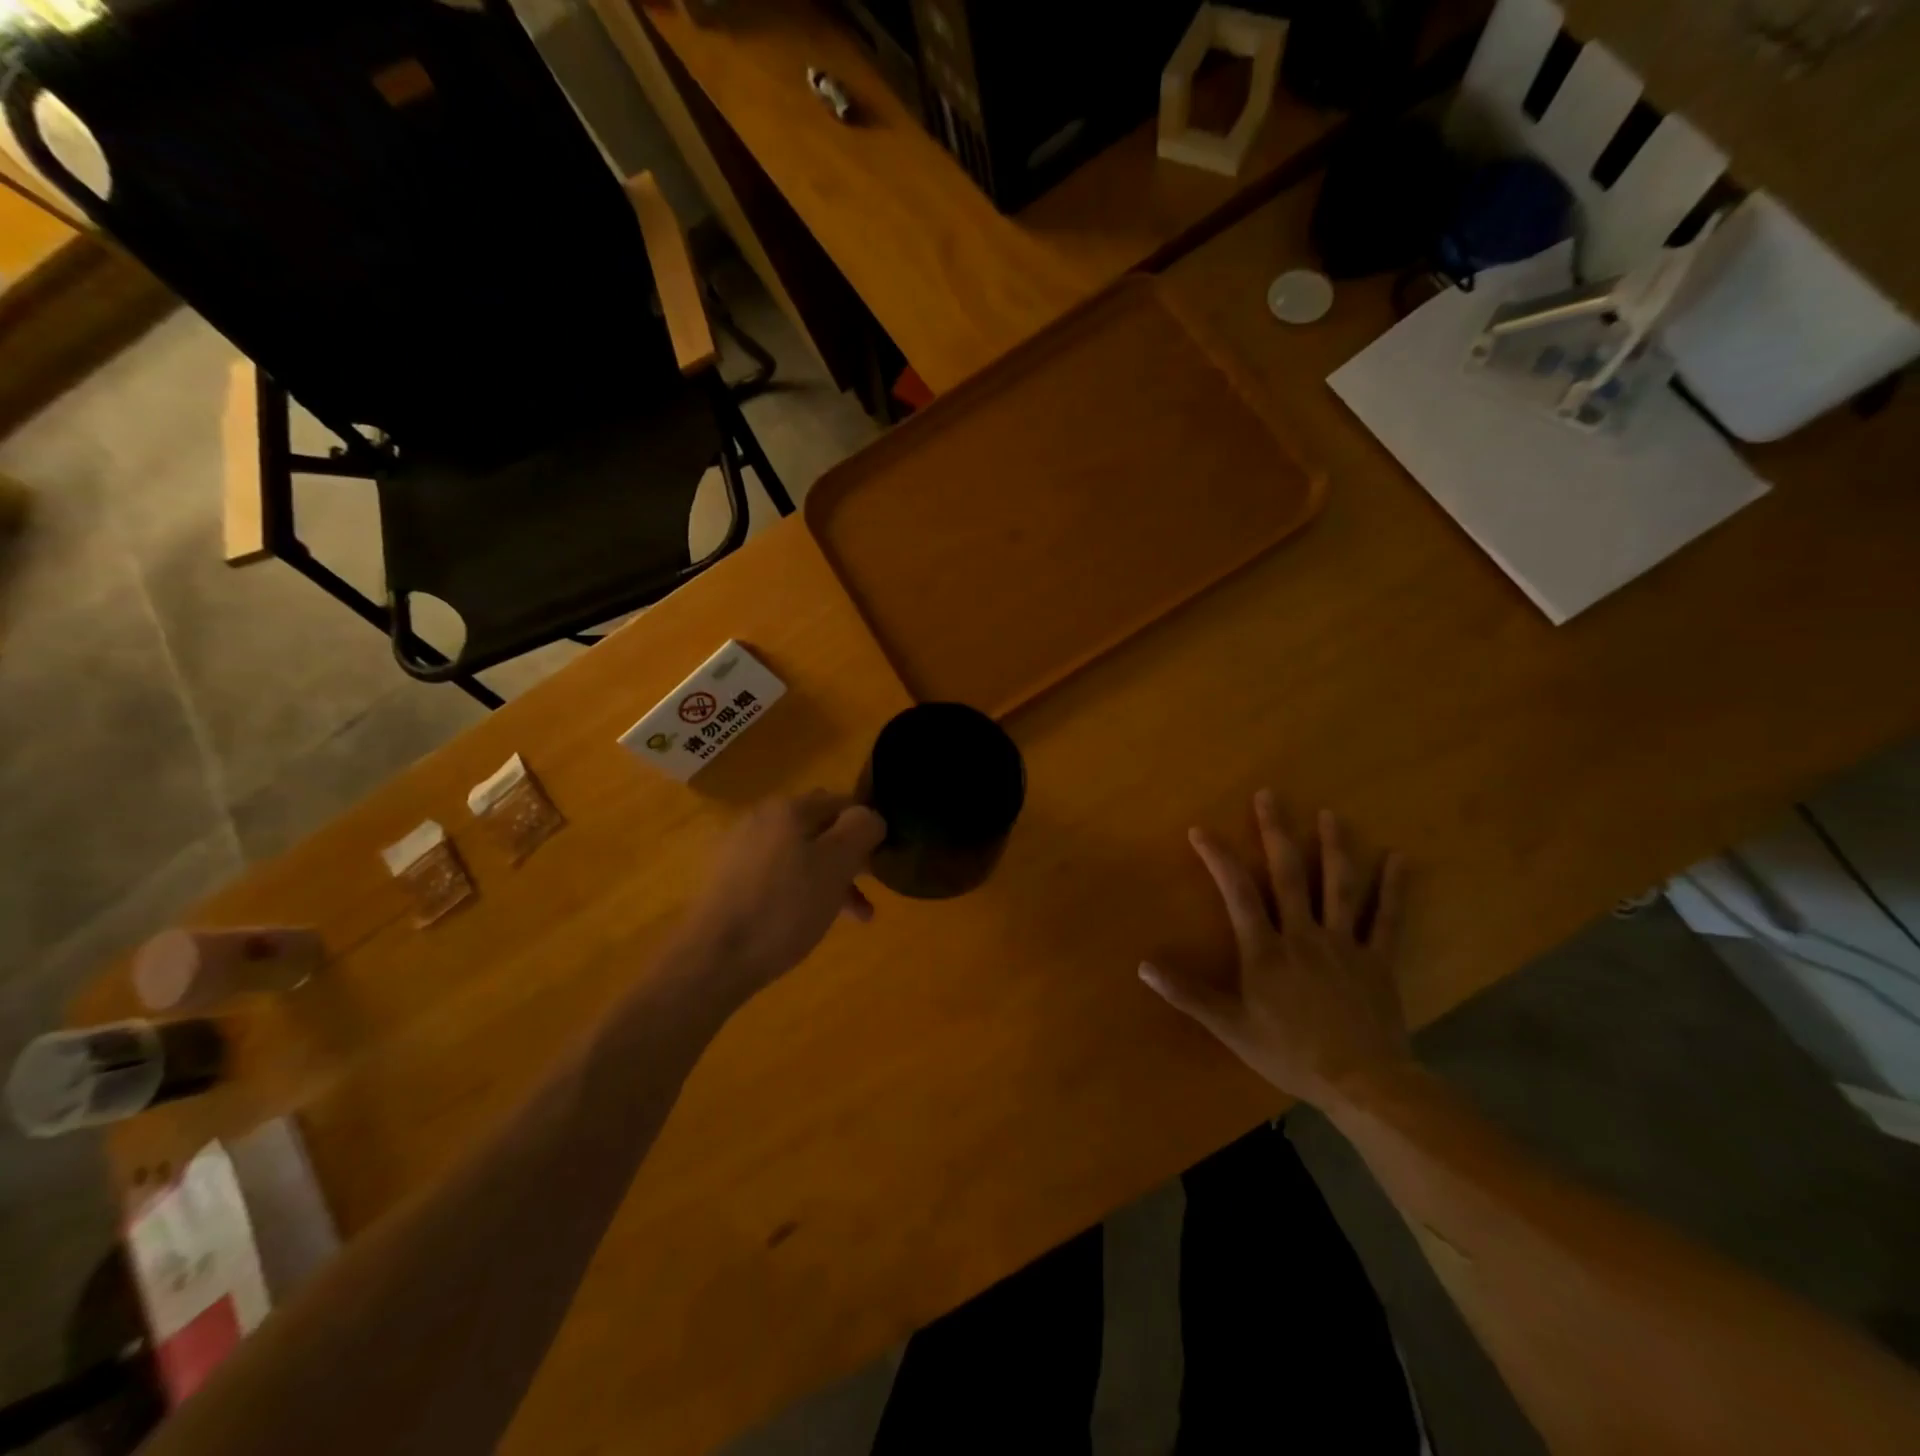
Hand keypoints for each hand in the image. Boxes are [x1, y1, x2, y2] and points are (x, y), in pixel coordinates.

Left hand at [682, 792, 886, 995]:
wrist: (713, 959)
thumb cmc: (784, 908)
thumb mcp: (836, 865)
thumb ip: (861, 829)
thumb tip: (871, 816)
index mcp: (788, 808)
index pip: (843, 802)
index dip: (867, 827)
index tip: (883, 860)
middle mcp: (761, 819)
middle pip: (821, 829)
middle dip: (850, 857)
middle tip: (872, 887)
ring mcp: (741, 850)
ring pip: (801, 856)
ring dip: (832, 879)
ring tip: (855, 915)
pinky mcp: (729, 882)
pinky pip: (779, 876)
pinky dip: (803, 891)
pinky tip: (812, 919)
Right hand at [1140, 790, 1414, 1111]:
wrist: (1362, 1083)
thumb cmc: (1290, 1054)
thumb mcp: (1231, 1028)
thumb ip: (1189, 994)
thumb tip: (1144, 966)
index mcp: (1266, 950)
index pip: (1237, 893)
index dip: (1218, 858)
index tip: (1201, 830)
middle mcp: (1304, 934)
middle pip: (1289, 874)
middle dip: (1276, 832)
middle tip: (1270, 795)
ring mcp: (1345, 944)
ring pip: (1339, 886)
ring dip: (1334, 847)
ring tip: (1330, 814)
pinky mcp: (1378, 959)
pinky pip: (1388, 918)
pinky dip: (1394, 887)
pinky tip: (1399, 858)